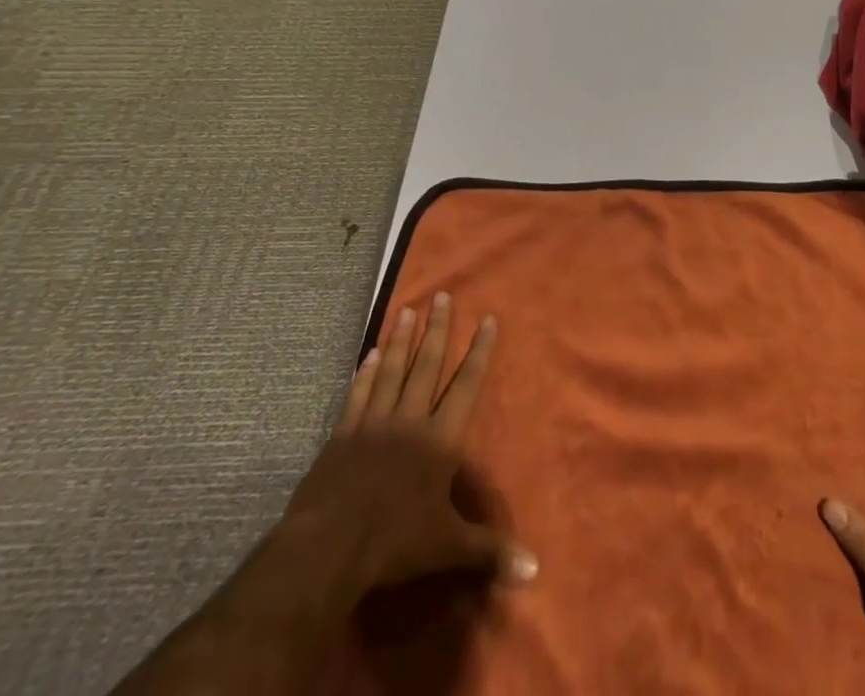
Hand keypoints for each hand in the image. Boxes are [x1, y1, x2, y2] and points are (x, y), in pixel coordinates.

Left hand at [282, 292, 536, 591]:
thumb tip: (535, 569)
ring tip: (406, 309)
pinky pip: (356, 396)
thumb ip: (489, 550)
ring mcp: (373, 424)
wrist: (329, 548)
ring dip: (399, 340)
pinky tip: (366, 354)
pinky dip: (363, 373)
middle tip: (442, 296)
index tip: (487, 319)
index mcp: (440, 439)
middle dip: (437, 329)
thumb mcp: (448, 547)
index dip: (479, 352)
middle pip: (426, 365)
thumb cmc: (395, 542)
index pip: (466, 385)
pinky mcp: (341, 436)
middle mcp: (410, 420)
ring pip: (390, 371)